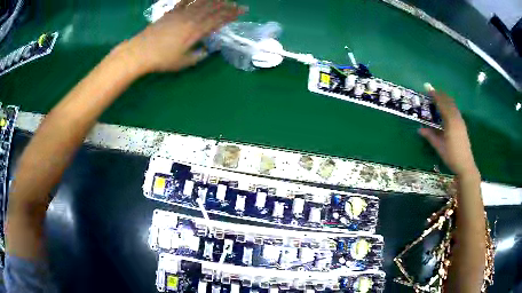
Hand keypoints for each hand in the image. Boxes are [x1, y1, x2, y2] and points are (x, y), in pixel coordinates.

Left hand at [126, 0, 244, 72]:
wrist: (141, 51)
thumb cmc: (162, 59)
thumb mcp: (183, 62)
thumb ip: (197, 56)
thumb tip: (206, 51)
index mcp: (196, 31)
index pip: (218, 20)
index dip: (231, 14)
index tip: (242, 11)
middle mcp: (191, 19)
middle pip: (212, 9)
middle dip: (227, 5)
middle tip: (237, 4)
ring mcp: (180, 14)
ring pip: (201, 3)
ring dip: (214, 0)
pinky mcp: (170, 12)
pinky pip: (184, 1)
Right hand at [419, 91, 478, 176]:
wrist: (465, 164)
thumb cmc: (451, 156)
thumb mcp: (439, 147)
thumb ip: (430, 136)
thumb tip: (420, 129)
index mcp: (450, 122)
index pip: (442, 104)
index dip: (435, 96)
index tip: (428, 90)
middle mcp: (456, 118)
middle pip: (448, 102)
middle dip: (440, 95)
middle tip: (432, 91)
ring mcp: (460, 121)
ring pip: (453, 105)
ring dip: (446, 99)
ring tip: (439, 97)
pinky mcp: (462, 125)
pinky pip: (455, 110)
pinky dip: (450, 105)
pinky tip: (447, 109)